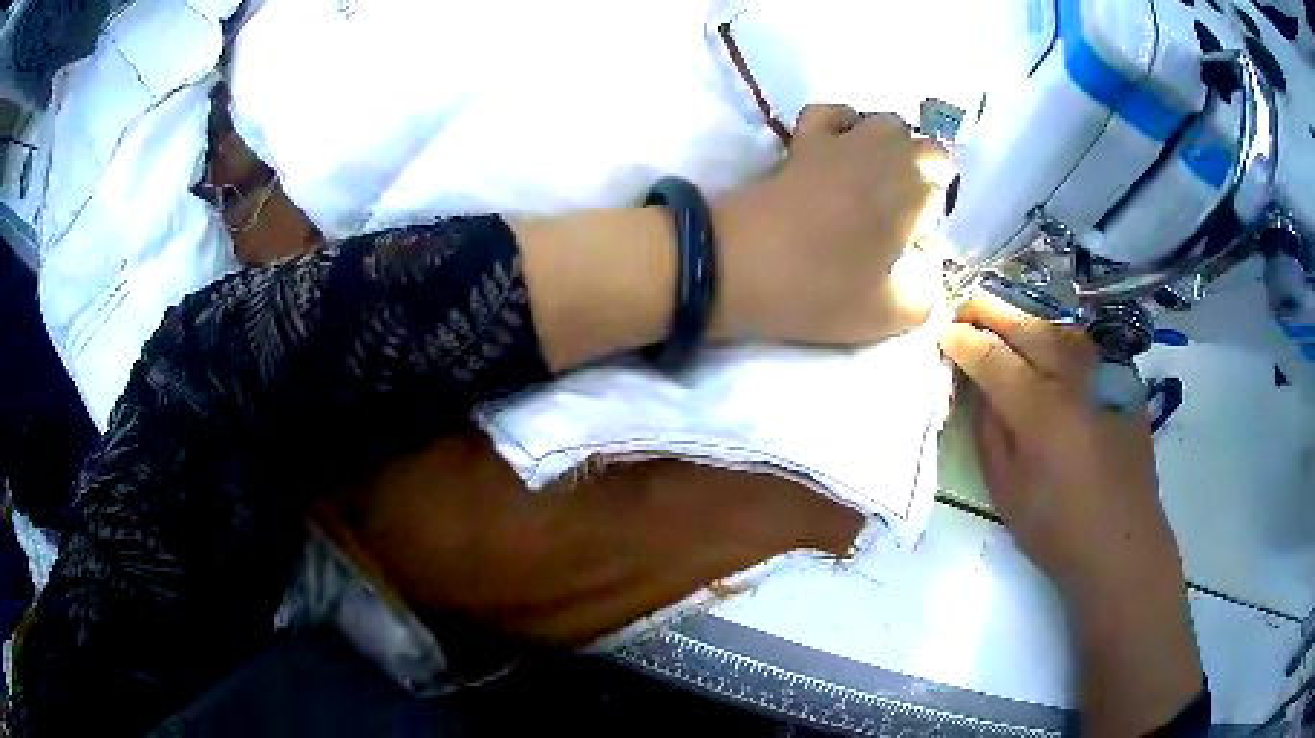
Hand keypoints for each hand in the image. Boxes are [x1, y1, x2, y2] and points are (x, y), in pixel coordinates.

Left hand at [712, 104, 946, 344]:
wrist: (735, 266)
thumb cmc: (823, 289)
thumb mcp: (898, 311)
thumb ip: (931, 283)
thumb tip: (922, 256)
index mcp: (916, 183)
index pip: (946, 180)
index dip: (932, 212)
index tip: (909, 244)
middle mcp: (885, 147)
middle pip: (920, 147)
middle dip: (917, 178)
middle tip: (893, 221)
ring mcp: (840, 136)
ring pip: (881, 124)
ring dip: (886, 152)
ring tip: (868, 191)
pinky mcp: (799, 140)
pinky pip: (831, 115)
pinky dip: (842, 128)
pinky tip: (836, 157)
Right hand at [940, 293, 1201, 735]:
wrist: (1122, 543)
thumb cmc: (1057, 529)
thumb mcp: (1006, 490)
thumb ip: (990, 431)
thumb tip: (980, 388)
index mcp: (1040, 410)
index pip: (992, 356)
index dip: (964, 340)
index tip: (944, 333)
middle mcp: (1075, 379)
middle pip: (1027, 326)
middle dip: (991, 310)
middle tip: (967, 304)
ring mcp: (1106, 375)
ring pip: (1059, 328)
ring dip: (1027, 319)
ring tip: (1006, 322)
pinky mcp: (1125, 381)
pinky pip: (1085, 346)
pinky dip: (1060, 338)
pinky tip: (1051, 348)